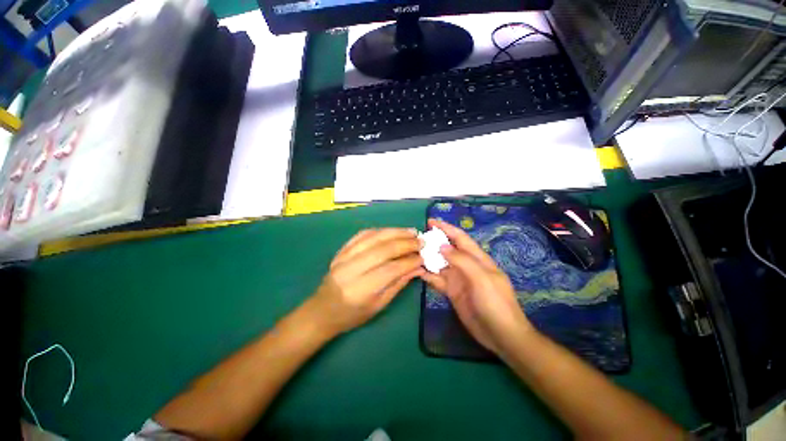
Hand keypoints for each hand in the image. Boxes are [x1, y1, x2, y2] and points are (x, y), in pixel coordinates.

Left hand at [305, 228, 424, 336]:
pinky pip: (362, 234)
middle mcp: (350, 270)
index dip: (409, 261)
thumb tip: (418, 267)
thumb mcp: (379, 306)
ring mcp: (343, 257)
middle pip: (383, 250)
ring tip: (411, 232)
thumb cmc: (352, 315)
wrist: (322, 310)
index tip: (423, 256)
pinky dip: (380, 231)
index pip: (390, 269)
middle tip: (421, 240)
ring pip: (373, 237)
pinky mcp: (341, 250)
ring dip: (395, 232)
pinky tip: (392, 231)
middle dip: (405, 243)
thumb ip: (399, 284)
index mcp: (360, 290)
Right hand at [421, 219, 533, 355]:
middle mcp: (465, 265)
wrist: (501, 335)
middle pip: (447, 249)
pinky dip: (427, 275)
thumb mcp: (481, 278)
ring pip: (440, 264)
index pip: (459, 238)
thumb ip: (462, 260)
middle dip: (433, 242)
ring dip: (428, 258)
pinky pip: (437, 280)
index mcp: (476, 258)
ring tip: (412, 253)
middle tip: (416, 239)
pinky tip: (416, 272)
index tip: (430, 222)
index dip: (446, 228)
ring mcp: (458, 279)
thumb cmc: (495, 303)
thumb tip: (442, 246)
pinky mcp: (452, 292)